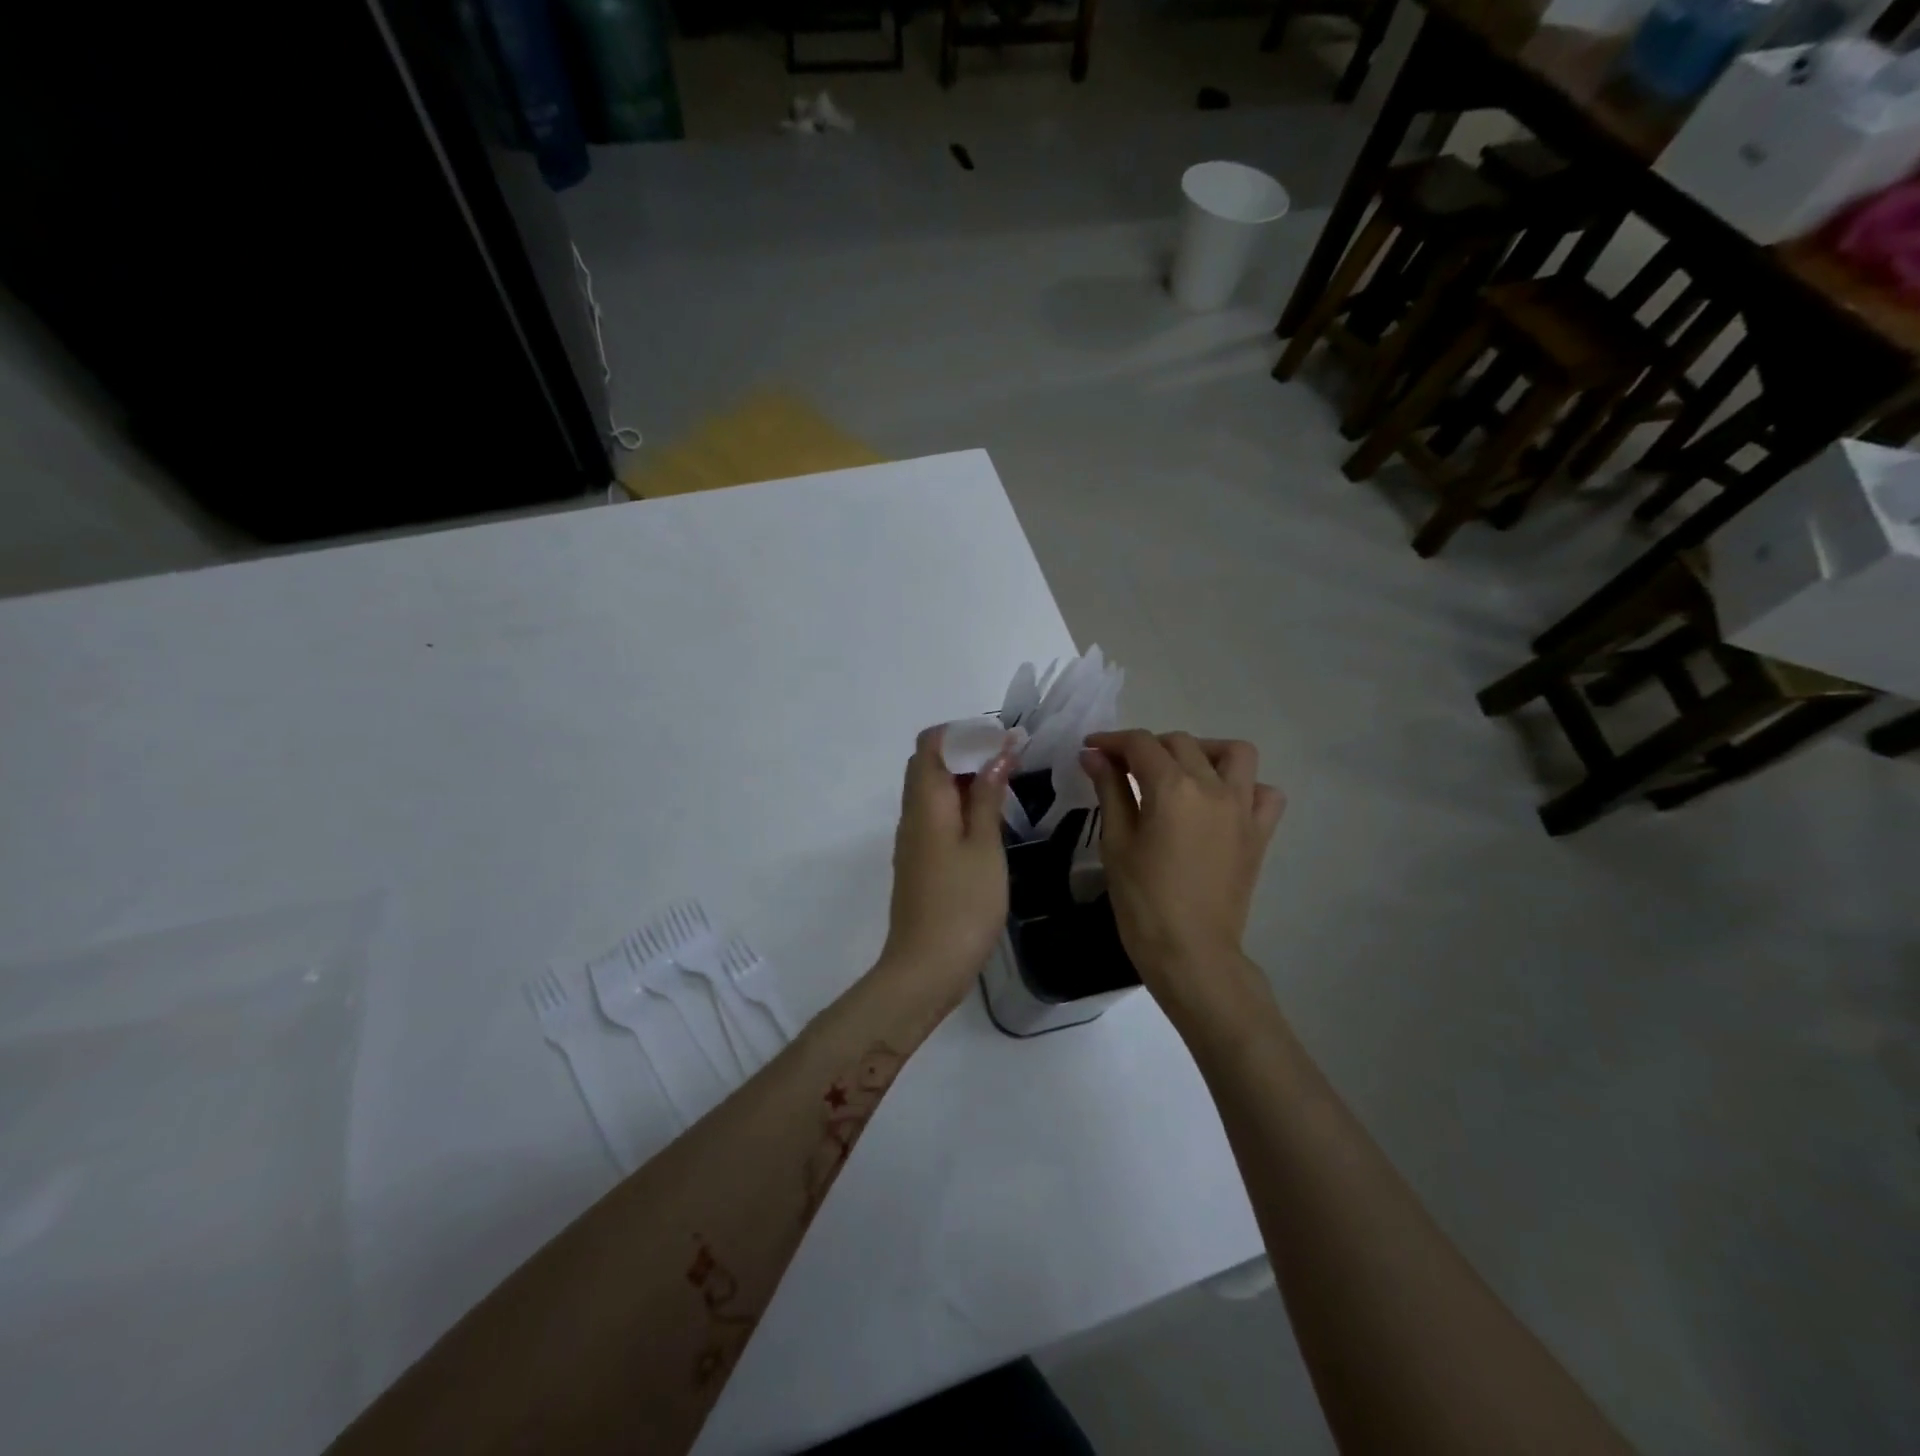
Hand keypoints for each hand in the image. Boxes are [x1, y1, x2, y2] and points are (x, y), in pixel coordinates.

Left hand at [879, 725, 1016, 1007]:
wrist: (926, 968)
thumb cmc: (962, 904)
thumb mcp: (985, 847)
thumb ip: (988, 797)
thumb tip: (996, 754)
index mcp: (926, 803)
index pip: (930, 744)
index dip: (964, 733)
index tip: (1002, 739)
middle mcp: (912, 815)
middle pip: (929, 765)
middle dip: (967, 752)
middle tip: (1009, 759)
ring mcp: (913, 840)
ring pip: (933, 792)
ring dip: (965, 779)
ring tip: (1006, 783)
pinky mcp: (919, 862)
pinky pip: (936, 817)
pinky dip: (960, 805)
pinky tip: (989, 820)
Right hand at [1080, 731, 1284, 1024]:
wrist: (1191, 952)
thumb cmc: (1143, 900)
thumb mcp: (1117, 841)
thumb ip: (1109, 790)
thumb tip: (1094, 755)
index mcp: (1172, 788)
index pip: (1140, 744)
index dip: (1111, 741)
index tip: (1091, 749)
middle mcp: (1213, 787)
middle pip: (1180, 743)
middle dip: (1147, 747)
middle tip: (1122, 768)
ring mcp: (1243, 808)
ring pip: (1232, 753)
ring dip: (1203, 751)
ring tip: (1179, 772)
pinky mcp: (1260, 832)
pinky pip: (1264, 792)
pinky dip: (1245, 786)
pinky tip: (1220, 801)